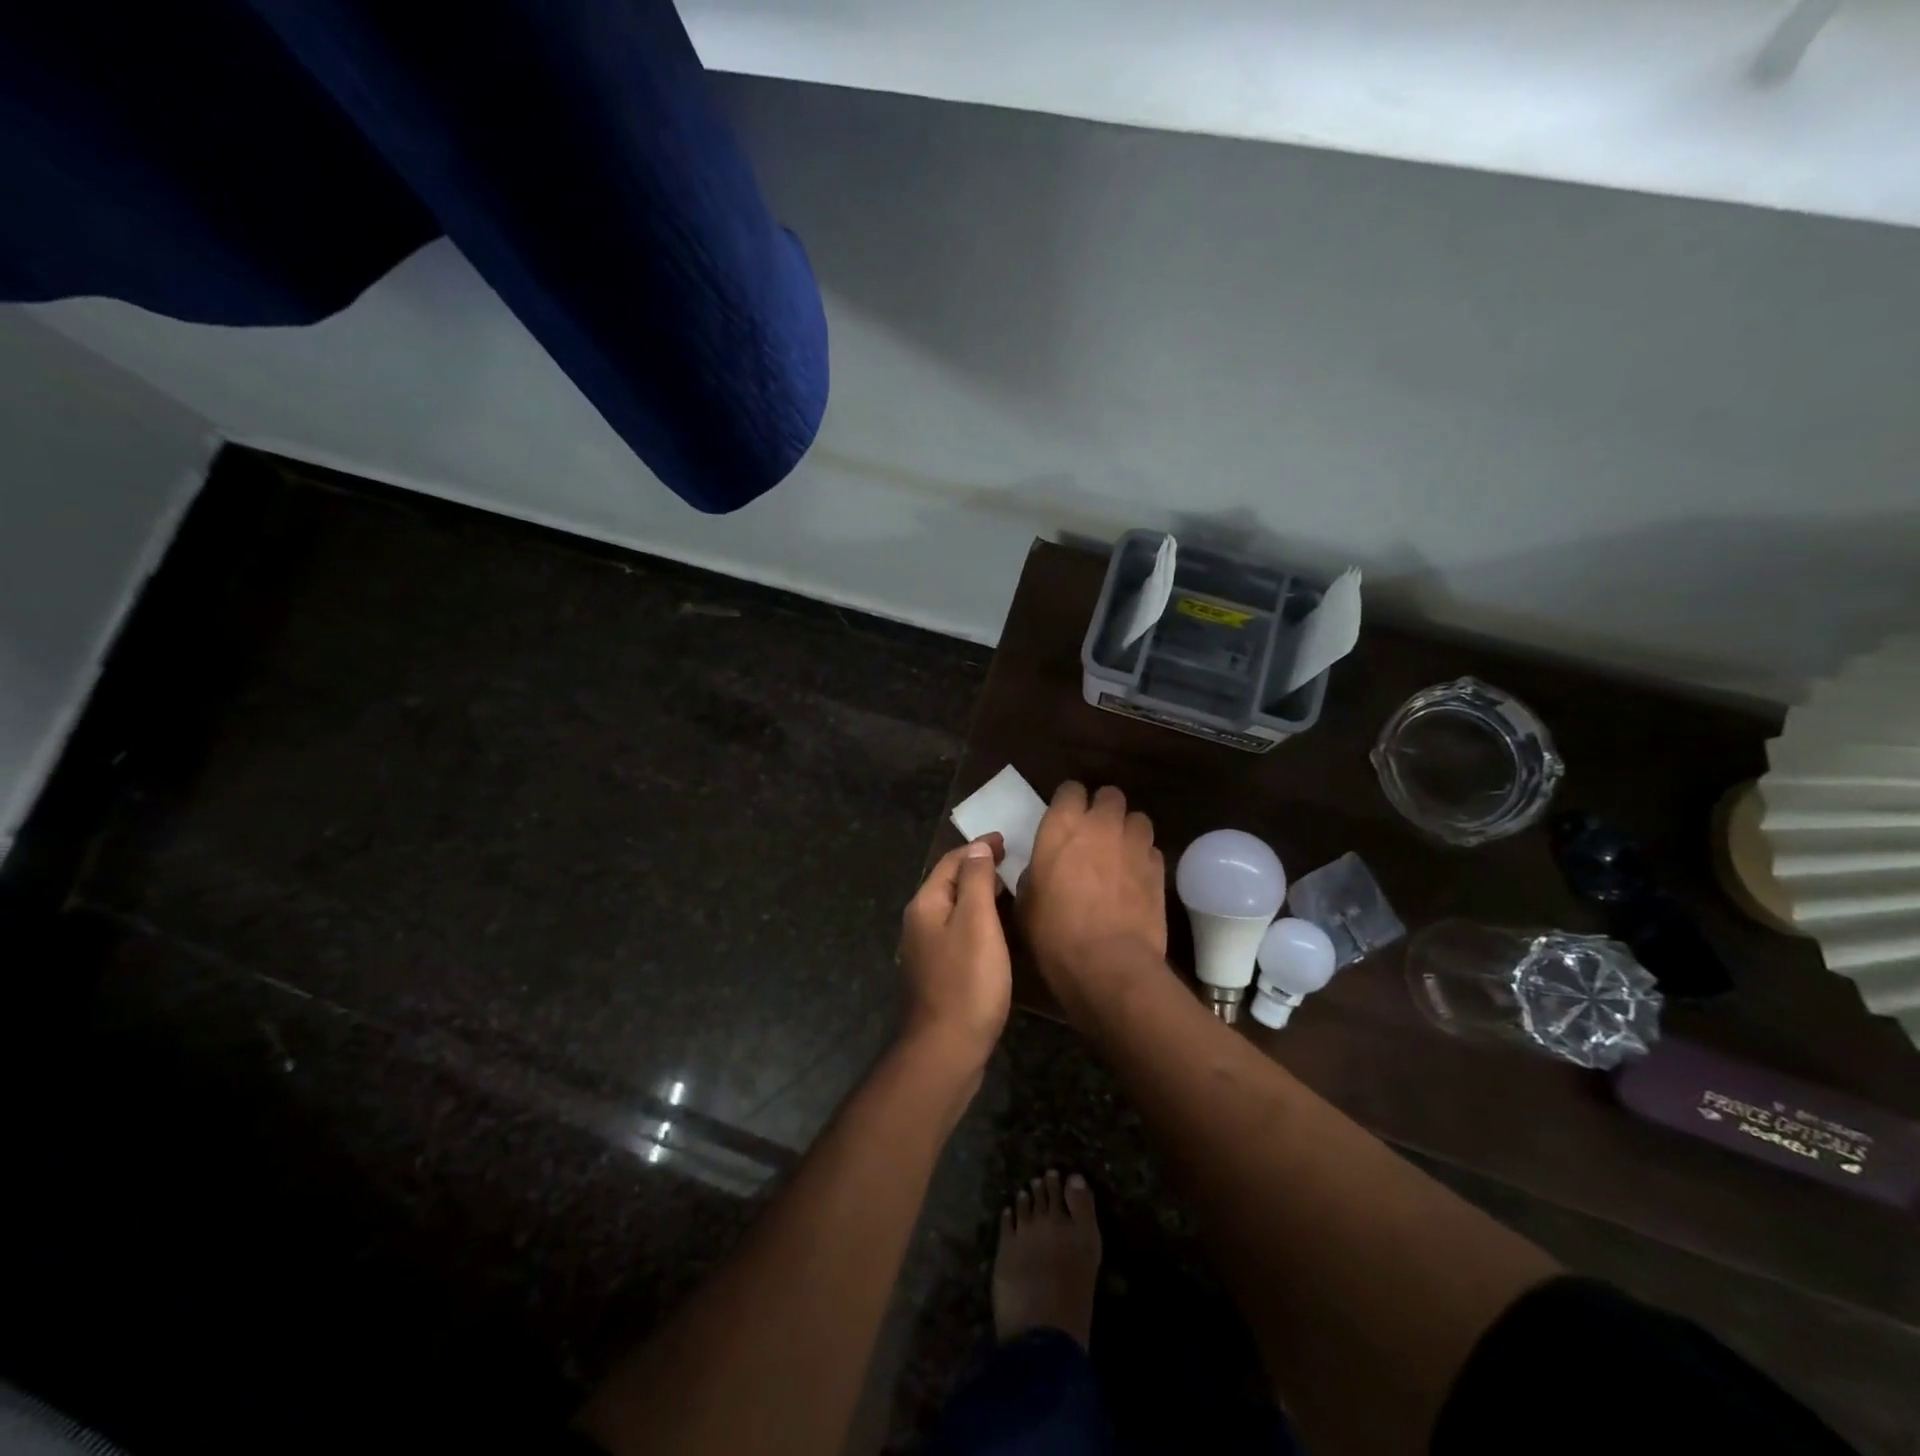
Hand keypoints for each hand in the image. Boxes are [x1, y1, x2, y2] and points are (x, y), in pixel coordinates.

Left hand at [898, 835, 1012, 1072]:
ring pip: (954, 910)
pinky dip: (977, 922)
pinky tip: (996, 933)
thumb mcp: (977, 922)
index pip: (951, 862)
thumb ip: (976, 881)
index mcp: (926, 904)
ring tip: (1008, 892)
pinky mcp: (937, 974)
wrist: (946, 1048)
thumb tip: (977, 848)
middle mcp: (919, 923)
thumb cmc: (967, 981)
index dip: (978, 848)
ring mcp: (925, 951)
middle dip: (977, 869)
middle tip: (1011, 863)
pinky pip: (958, 933)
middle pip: (949, 884)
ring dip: (978, 896)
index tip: (1005, 840)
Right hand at [1019, 783, 1167, 1001]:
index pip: (1070, 789)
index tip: (1065, 819)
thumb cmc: (1054, 933)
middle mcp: (1101, 825)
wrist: (1108, 964)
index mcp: (1062, 826)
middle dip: (1103, 809)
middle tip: (1094, 833)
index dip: (1068, 802)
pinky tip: (1135, 878)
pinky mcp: (1159, 869)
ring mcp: (1135, 844)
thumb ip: (1033, 874)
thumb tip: (1040, 871)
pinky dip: (1144, 857)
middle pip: (1110, 795)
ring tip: (1119, 852)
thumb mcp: (1025, 903)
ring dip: (1128, 830)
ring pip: (1137, 818)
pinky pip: (1152, 850)